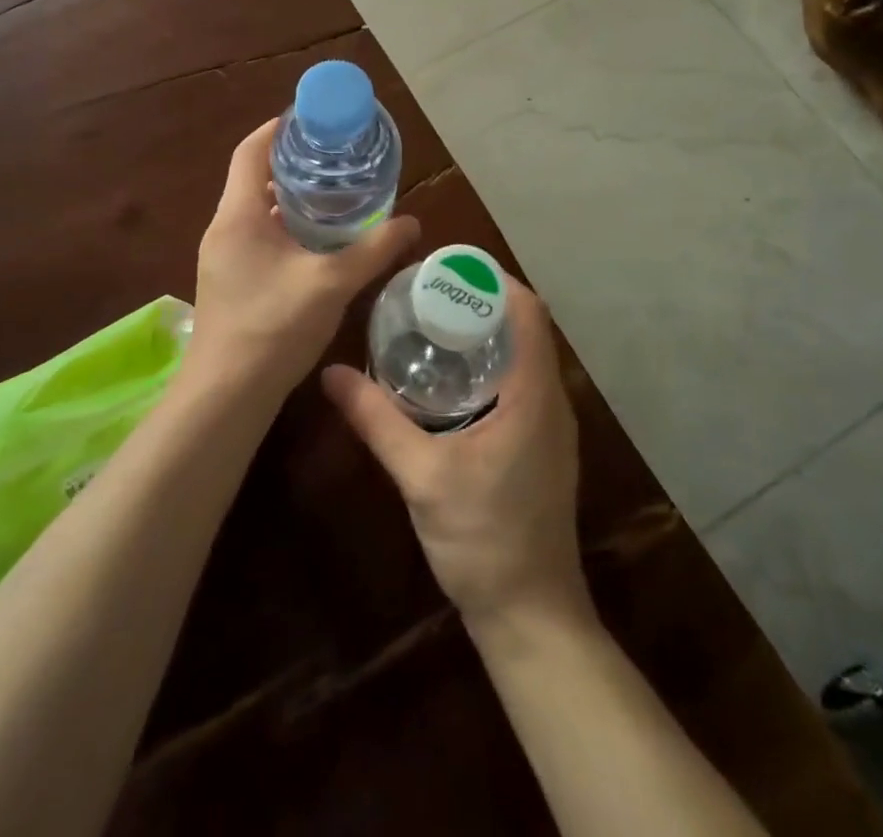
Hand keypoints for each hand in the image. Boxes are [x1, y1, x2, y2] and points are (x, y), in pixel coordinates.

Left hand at [189, 118, 418, 402]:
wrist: (226, 396)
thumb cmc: (273, 327)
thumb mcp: (331, 283)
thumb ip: (373, 249)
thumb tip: (412, 223)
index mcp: (238, 215)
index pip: (251, 151)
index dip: (278, 128)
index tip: (313, 120)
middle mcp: (223, 228)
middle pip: (254, 178)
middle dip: (293, 164)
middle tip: (335, 159)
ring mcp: (222, 257)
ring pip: (256, 211)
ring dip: (290, 200)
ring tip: (333, 196)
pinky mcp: (228, 281)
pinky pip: (256, 237)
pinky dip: (284, 228)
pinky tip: (316, 244)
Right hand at [321, 278, 589, 630]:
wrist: (531, 616)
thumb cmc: (484, 539)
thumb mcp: (422, 475)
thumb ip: (377, 420)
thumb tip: (330, 373)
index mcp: (534, 394)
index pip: (529, 312)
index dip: (494, 280)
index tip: (446, 267)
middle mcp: (551, 400)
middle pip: (525, 328)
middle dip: (480, 302)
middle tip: (426, 292)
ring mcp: (551, 426)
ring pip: (523, 356)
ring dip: (485, 333)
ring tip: (431, 323)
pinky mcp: (541, 447)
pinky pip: (521, 383)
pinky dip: (489, 365)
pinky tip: (447, 379)